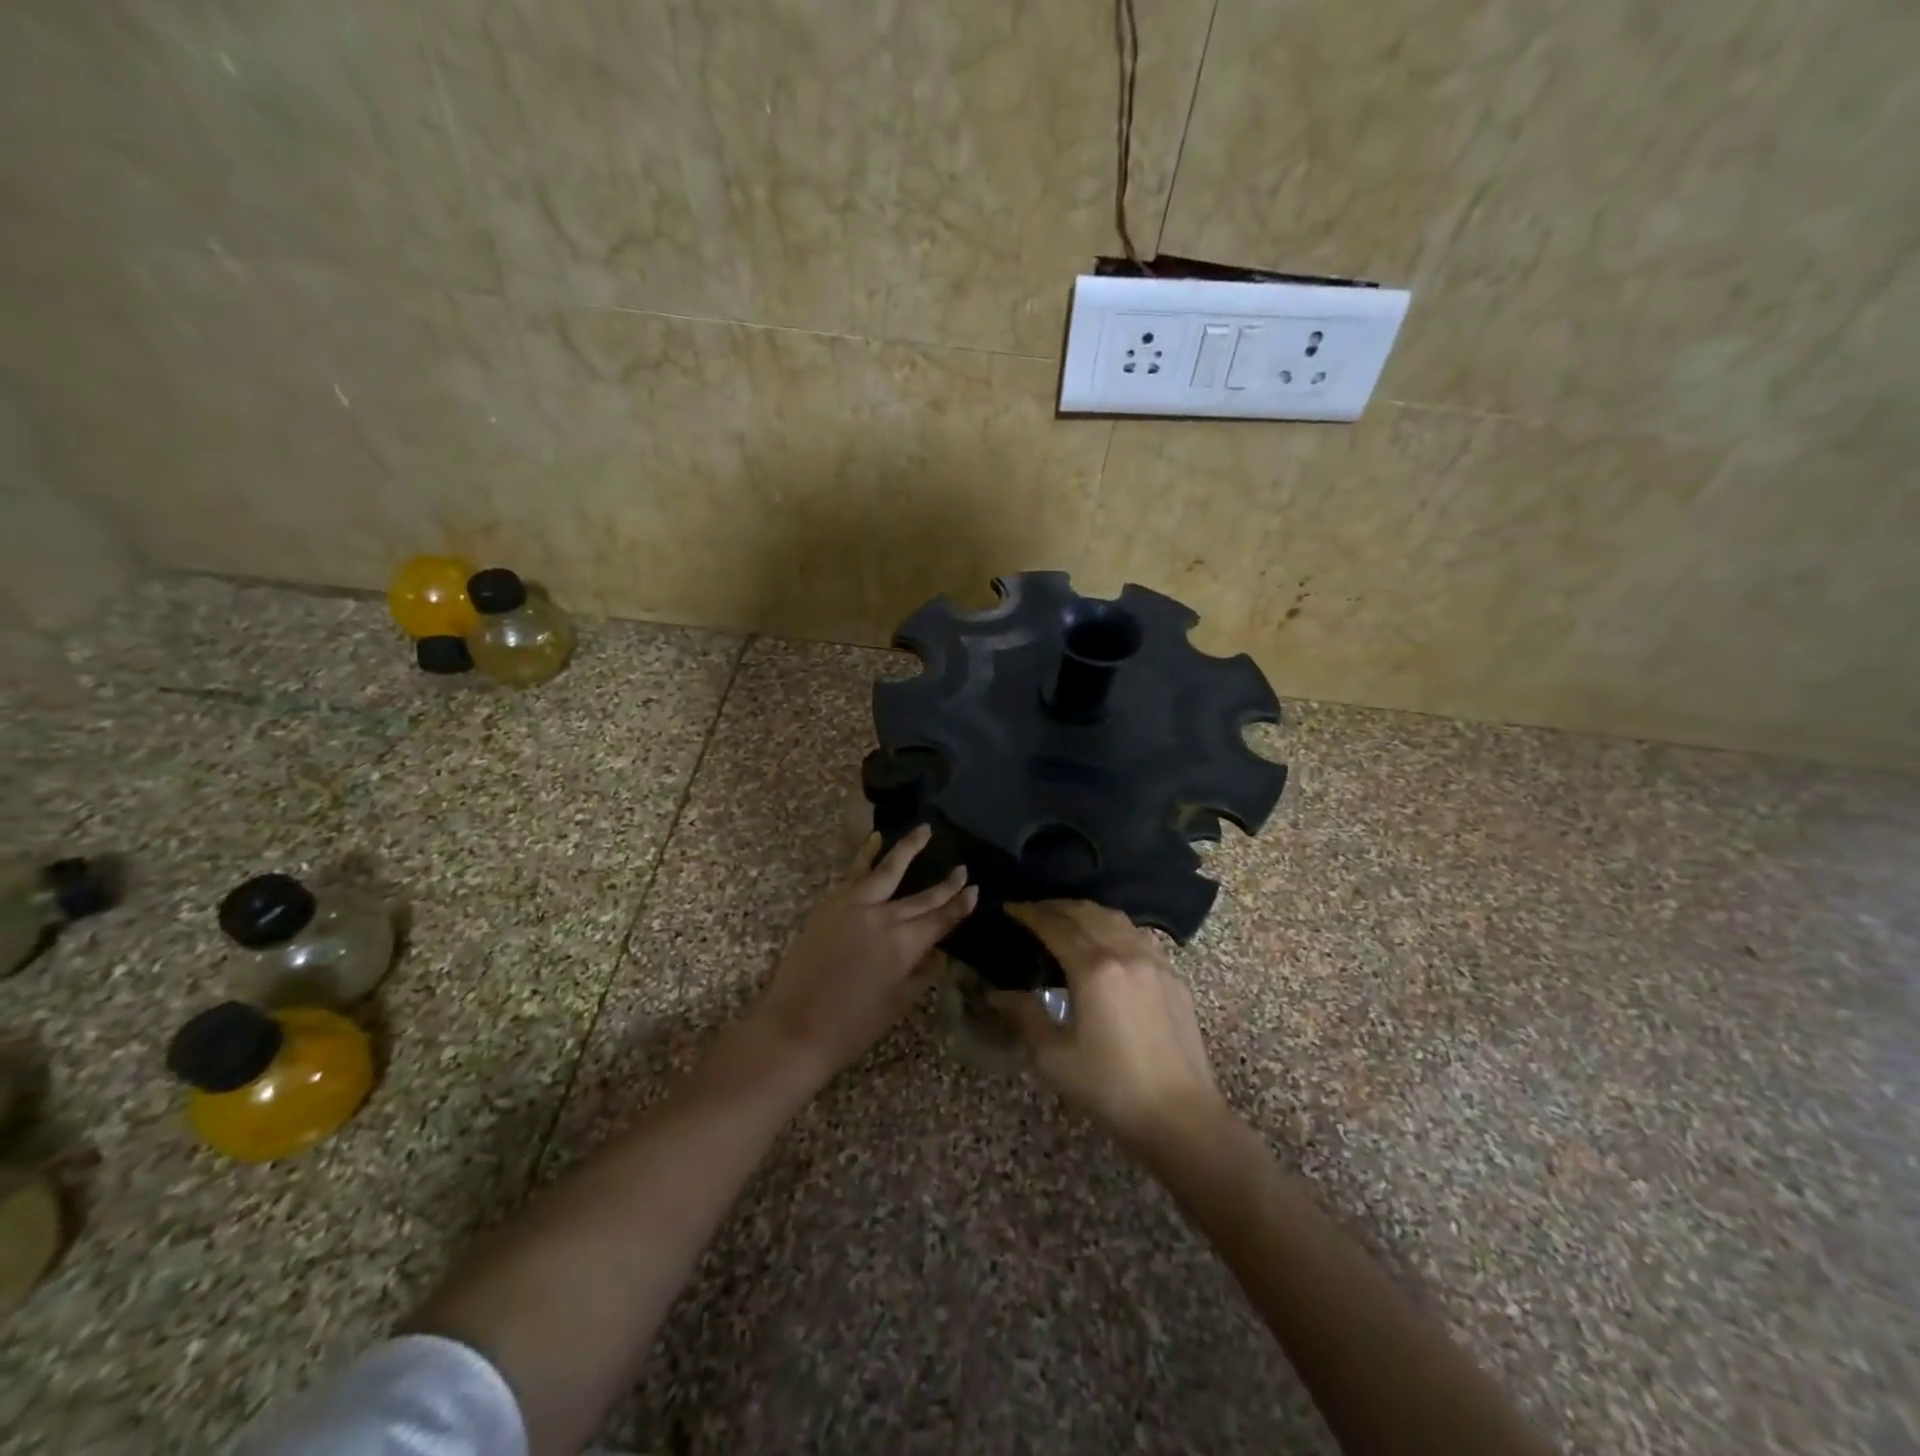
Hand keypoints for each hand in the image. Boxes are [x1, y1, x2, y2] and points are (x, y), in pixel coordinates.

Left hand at [749, 825, 977, 1084]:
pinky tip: (874, 840)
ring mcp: (854, 906)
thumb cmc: (851, 1027)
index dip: (959, 905)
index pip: (940, 919)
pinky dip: (866, 855)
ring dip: (906, 848)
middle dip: (945, 883)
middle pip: (921, 896)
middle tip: (962, 868)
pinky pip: (853, 873)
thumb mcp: (896, 1004)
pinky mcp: (829, 905)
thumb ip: (919, 973)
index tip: (974, 889)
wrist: (793, 1028)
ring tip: (922, 829)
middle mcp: (883, 918)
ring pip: (886, 870)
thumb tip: (936, 954)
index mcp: (905, 945)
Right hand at [993, 901, 1229, 1153]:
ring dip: (1086, 912)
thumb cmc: (1110, 1087)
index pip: (1055, 926)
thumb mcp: (1054, 1058)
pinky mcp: (1173, 975)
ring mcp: (1154, 961)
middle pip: (1085, 913)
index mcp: (1093, 969)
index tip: (1010, 908)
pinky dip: (1115, 926)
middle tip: (1033, 912)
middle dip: (1055, 907)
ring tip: (1067, 920)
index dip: (1029, 913)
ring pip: (1115, 918)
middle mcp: (1125, 952)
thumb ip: (1024, 1016)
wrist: (1180, 1115)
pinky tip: (1109, 940)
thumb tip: (997, 993)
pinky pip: (1139, 934)